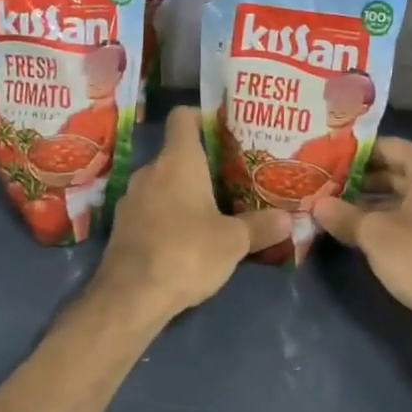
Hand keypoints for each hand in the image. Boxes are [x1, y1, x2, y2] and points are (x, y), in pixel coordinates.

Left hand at [90, 107, 290, 326]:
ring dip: (184, 191)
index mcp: (177, 161)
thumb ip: (261, 227)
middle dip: (202, 163)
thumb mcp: (233, 241)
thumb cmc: (186, 252)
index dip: (202, 115)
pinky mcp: (122, 226)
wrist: (131, 296)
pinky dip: (167, 214)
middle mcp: (150, 171)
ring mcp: (131, 198)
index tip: (223, 127)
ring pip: (162, 183)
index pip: (182, 117)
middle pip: (176, 153)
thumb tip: (288, 219)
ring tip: (213, 207)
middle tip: (231, 175)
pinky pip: (150, 208)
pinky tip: (186, 236)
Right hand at [313, 138, 411, 347]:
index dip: (353, 154)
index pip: (386, 146)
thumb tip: (317, 206)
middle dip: (361, 180)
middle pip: (396, 170)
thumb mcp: (375, 235)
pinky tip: (362, 231)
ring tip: (336, 208)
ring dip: (373, 202)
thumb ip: (344, 215)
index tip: (325, 162)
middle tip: (325, 186)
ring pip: (406, 196)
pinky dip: (391, 219)